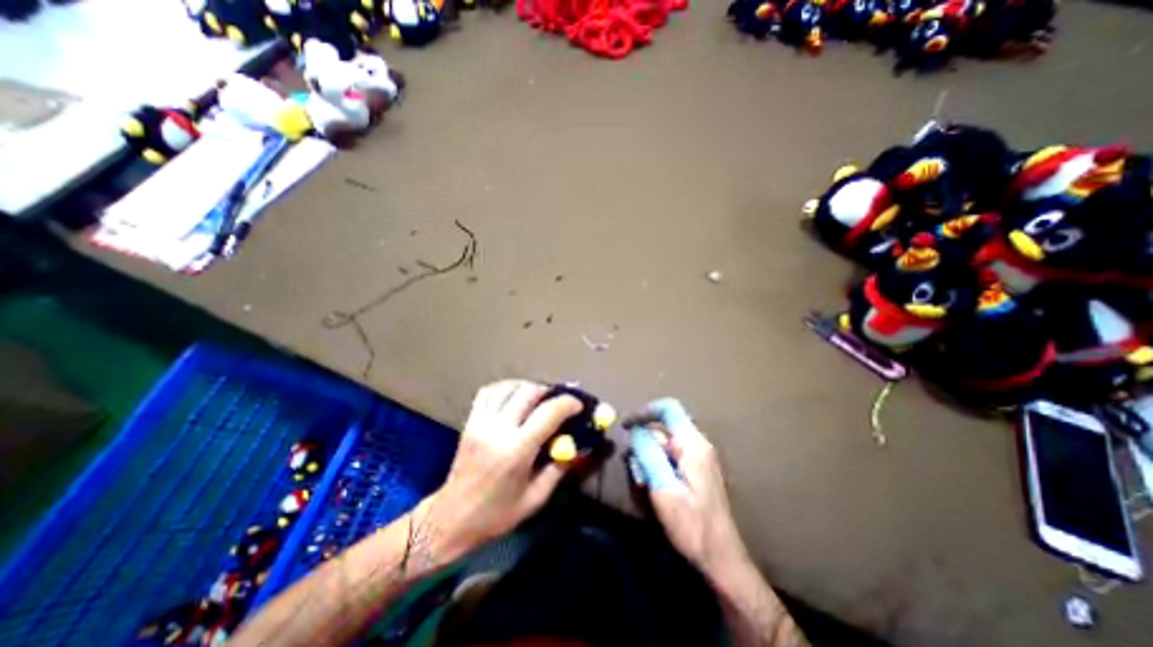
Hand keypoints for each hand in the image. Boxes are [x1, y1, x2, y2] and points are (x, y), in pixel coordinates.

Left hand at [421, 383, 579, 557]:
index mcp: (517, 450)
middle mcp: (498, 429)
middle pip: (528, 392)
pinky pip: (488, 392)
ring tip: (540, 396)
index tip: (579, 405)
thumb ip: (559, 468)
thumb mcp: (536, 498)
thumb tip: (577, 445)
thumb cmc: (497, 514)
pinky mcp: (470, 421)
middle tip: (560, 399)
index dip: (568, 403)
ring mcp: (481, 422)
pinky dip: (506, 387)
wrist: (451, 518)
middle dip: (550, 391)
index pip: (548, 413)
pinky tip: (515, 395)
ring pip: (508, 387)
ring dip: (529, 386)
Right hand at [631, 402, 747, 578]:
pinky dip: (657, 464)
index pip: (668, 408)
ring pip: (665, 443)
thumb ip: (648, 454)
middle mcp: (698, 445)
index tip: (626, 426)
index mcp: (693, 444)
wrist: (721, 559)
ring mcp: (699, 458)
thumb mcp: (664, 488)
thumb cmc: (692, 526)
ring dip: (649, 456)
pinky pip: (671, 456)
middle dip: (644, 442)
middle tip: (634, 468)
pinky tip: (653, 485)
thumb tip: (635, 430)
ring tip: (644, 481)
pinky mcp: (697, 470)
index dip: (645, 411)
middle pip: (663, 427)